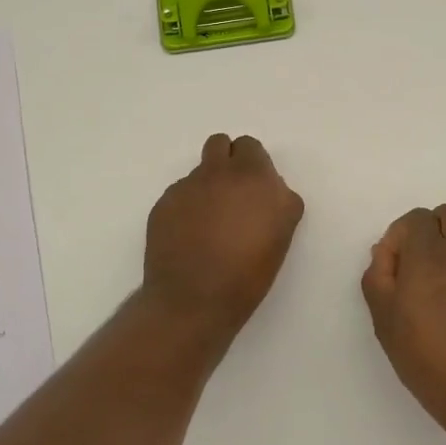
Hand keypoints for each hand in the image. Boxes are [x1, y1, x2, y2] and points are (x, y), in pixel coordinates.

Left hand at [142, 134, 304, 335]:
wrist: (194, 299)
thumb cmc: (248, 274)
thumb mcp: (281, 235)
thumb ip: (278, 202)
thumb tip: (267, 192)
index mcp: (255, 177)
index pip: (250, 147)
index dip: (253, 166)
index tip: (254, 191)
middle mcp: (220, 173)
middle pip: (221, 144)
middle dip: (227, 161)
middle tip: (232, 195)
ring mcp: (188, 186)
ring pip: (199, 170)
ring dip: (207, 184)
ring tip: (209, 219)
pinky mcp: (164, 202)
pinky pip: (180, 193)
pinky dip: (186, 206)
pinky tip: (188, 235)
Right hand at [361, 205, 445, 436]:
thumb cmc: (428, 360)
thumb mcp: (385, 322)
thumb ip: (378, 277)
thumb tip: (385, 251)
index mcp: (428, 255)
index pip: (415, 219)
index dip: (400, 237)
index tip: (395, 269)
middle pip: (445, 216)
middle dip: (427, 233)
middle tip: (418, 271)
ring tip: (444, 286)